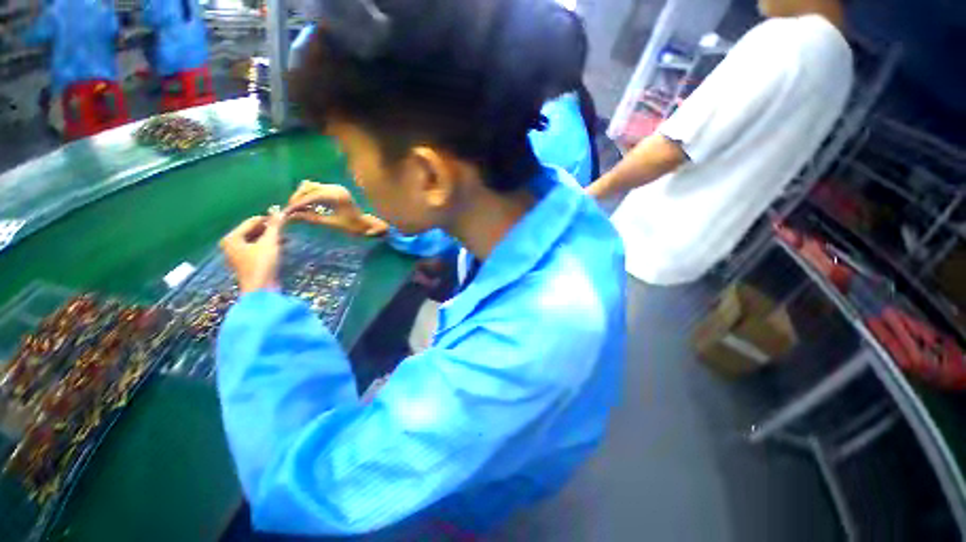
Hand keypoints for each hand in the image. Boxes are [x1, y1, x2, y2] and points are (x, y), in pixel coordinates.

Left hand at [220, 213, 283, 293]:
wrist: (261, 290)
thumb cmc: (262, 264)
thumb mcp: (270, 242)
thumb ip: (275, 226)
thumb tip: (280, 211)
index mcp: (232, 238)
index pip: (252, 221)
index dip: (269, 219)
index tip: (285, 218)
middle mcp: (231, 244)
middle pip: (253, 230)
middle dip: (270, 229)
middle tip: (286, 229)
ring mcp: (238, 255)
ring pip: (256, 240)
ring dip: (271, 238)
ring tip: (286, 239)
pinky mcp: (247, 263)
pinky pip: (257, 248)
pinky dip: (268, 246)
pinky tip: (280, 248)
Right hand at [285, 181, 388, 236]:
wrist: (365, 224)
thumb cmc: (352, 226)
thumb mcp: (331, 224)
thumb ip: (312, 218)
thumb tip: (292, 216)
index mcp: (338, 196)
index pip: (313, 195)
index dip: (298, 202)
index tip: (288, 211)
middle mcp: (336, 188)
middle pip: (309, 187)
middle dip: (297, 197)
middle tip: (289, 211)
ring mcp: (335, 187)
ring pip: (310, 186)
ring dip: (301, 195)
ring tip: (296, 209)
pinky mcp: (333, 189)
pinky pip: (315, 188)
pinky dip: (307, 195)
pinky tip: (304, 206)